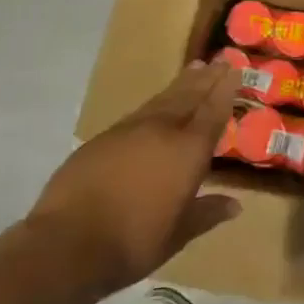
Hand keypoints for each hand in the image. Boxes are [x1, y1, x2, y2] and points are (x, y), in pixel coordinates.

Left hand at [24, 59, 242, 301]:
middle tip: (220, 60)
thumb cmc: (132, 242)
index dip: (225, 90)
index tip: (235, 70)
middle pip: (189, 96)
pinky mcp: (103, 138)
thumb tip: (236, 205)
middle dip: (206, 78)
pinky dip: (156, 101)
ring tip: (195, 68)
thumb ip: (207, 213)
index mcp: (187, 151)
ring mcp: (130, 131)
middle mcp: (162, 131)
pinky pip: (139, 112)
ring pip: (163, 99)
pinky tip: (157, 103)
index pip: (213, 112)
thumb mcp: (178, 235)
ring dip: (182, 83)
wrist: (67, 243)